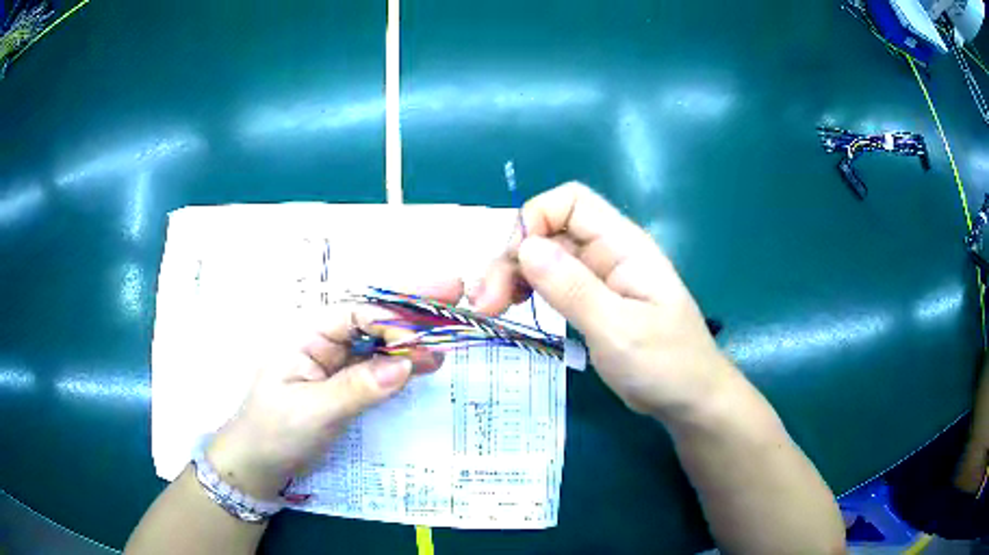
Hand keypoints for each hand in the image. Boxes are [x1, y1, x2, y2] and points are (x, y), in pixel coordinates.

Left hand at [206, 280, 463, 499]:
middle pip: (372, 318)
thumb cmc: (274, 431)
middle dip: (410, 305)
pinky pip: (378, 368)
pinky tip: (427, 361)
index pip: (356, 315)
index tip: (419, 344)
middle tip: (453, 288)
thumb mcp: (312, 411)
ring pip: (379, 342)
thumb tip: (404, 366)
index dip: (391, 322)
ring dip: (413, 336)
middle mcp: (325, 342)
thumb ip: (356, 387)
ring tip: (449, 326)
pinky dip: (404, 364)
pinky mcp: (346, 385)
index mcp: (307, 335)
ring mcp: (337, 364)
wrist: (259, 463)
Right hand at [471, 183, 735, 421]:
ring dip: (512, 275)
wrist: (689, 399)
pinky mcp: (591, 301)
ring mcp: (598, 277)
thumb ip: (574, 288)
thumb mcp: (619, 330)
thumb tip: (526, 246)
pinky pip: (551, 283)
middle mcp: (608, 253)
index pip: (571, 202)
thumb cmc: (666, 364)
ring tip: (490, 308)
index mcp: (623, 245)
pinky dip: (526, 291)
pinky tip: (513, 309)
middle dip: (512, 257)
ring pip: (544, 258)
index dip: (536, 219)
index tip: (514, 262)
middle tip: (486, 302)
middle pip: (548, 231)